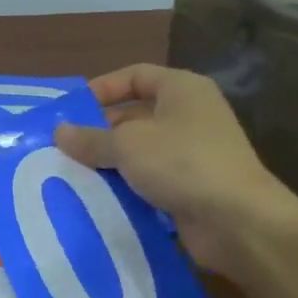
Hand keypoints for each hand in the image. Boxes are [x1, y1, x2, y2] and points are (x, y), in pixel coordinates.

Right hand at [54, 64, 297, 277]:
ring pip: (140, 151)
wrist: (237, 221)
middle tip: (64, 148)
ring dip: (110, 162)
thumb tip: (59, 132)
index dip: (102, 88)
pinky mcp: (192, 187)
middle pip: (135, 115)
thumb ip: (90, 138)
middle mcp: (190, 115)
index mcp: (182, 89)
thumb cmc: (182, 163)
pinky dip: (126, 187)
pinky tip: (98, 198)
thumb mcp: (127, 144)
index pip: (135, 75)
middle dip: (99, 131)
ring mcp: (193, 153)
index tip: (70, 110)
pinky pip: (150, 180)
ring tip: (73, 174)